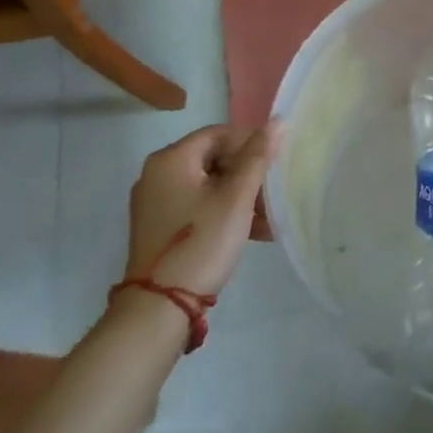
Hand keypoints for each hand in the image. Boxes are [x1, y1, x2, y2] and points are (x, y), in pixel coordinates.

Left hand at [123, 123, 279, 297]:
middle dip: (248, 175)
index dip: (251, 143)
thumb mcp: (236, 197)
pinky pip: (197, 207)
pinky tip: (252, 232)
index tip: (276, 161)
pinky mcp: (158, 228)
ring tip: (269, 218)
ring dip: (240, 197)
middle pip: (213, 159)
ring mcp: (155, 203)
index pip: (219, 134)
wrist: (158, 310)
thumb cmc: (201, 242)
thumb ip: (258, 156)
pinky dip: (223, 212)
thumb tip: (277, 121)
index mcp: (171, 159)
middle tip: (273, 193)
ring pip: (208, 186)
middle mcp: (157, 174)